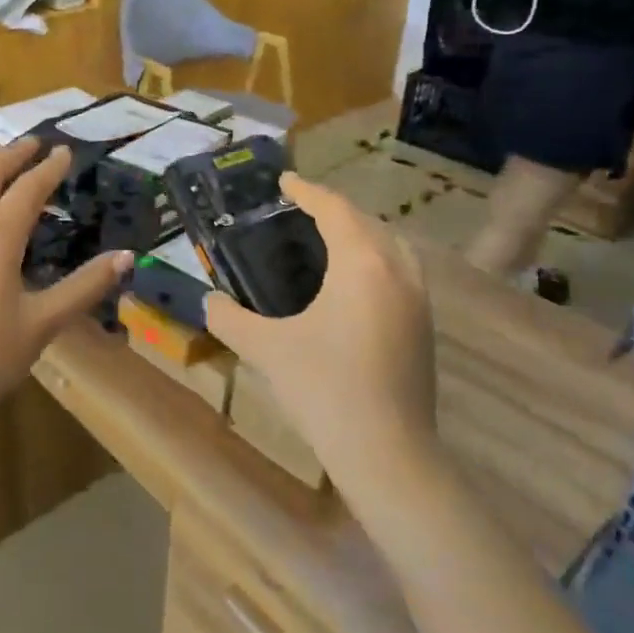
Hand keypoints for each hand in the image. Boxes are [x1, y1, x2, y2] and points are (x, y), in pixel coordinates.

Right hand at [204, 174, 436, 481]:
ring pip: (391, 246)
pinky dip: (376, 260)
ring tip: (328, 241)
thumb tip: (208, 301)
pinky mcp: (425, 326)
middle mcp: (397, 271)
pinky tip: (353, 285)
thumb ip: (229, 318)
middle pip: (367, 222)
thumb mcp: (266, 349)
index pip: (335, 210)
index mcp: (362, 264)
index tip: (284, 181)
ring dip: (361, 233)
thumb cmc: (324, 389)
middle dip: (334, 210)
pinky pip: (401, 271)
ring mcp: (418, 299)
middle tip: (299, 211)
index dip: (307, 191)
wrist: (387, 452)